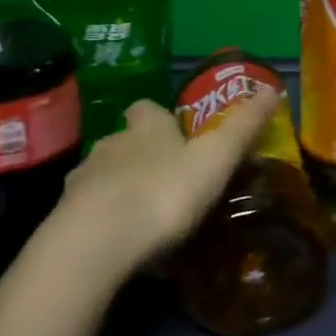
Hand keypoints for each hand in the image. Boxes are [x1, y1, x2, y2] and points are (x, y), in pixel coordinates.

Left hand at [0, 90, 277, 325]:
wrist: (92, 246)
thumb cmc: (162, 194)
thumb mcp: (216, 160)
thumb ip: (243, 127)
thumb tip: (271, 89)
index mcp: (146, 128)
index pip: (148, 109)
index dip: (161, 118)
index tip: (177, 134)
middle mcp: (110, 145)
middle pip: (125, 141)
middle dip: (143, 155)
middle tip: (170, 180)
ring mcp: (81, 183)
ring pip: (104, 177)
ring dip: (122, 189)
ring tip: (146, 217)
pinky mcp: (64, 221)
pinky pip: (89, 214)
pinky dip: (105, 223)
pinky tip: (122, 245)